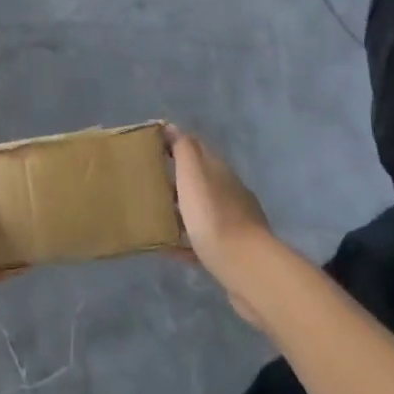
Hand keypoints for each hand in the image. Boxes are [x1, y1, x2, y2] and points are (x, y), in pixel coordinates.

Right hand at [167, 126, 273, 324]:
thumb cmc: (213, 216)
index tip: (150, 148)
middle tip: (147, 184)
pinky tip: (167, 249)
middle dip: (176, 179)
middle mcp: (229, 191)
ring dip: (180, 211)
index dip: (174, 144)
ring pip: (201, 210)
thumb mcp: (194, 175)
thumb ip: (184, 149)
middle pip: (200, 180)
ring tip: (154, 216)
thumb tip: (171, 127)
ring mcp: (233, 222)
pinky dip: (185, 242)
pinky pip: (202, 241)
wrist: (246, 267)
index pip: (196, 148)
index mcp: (219, 170)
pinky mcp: (231, 250)